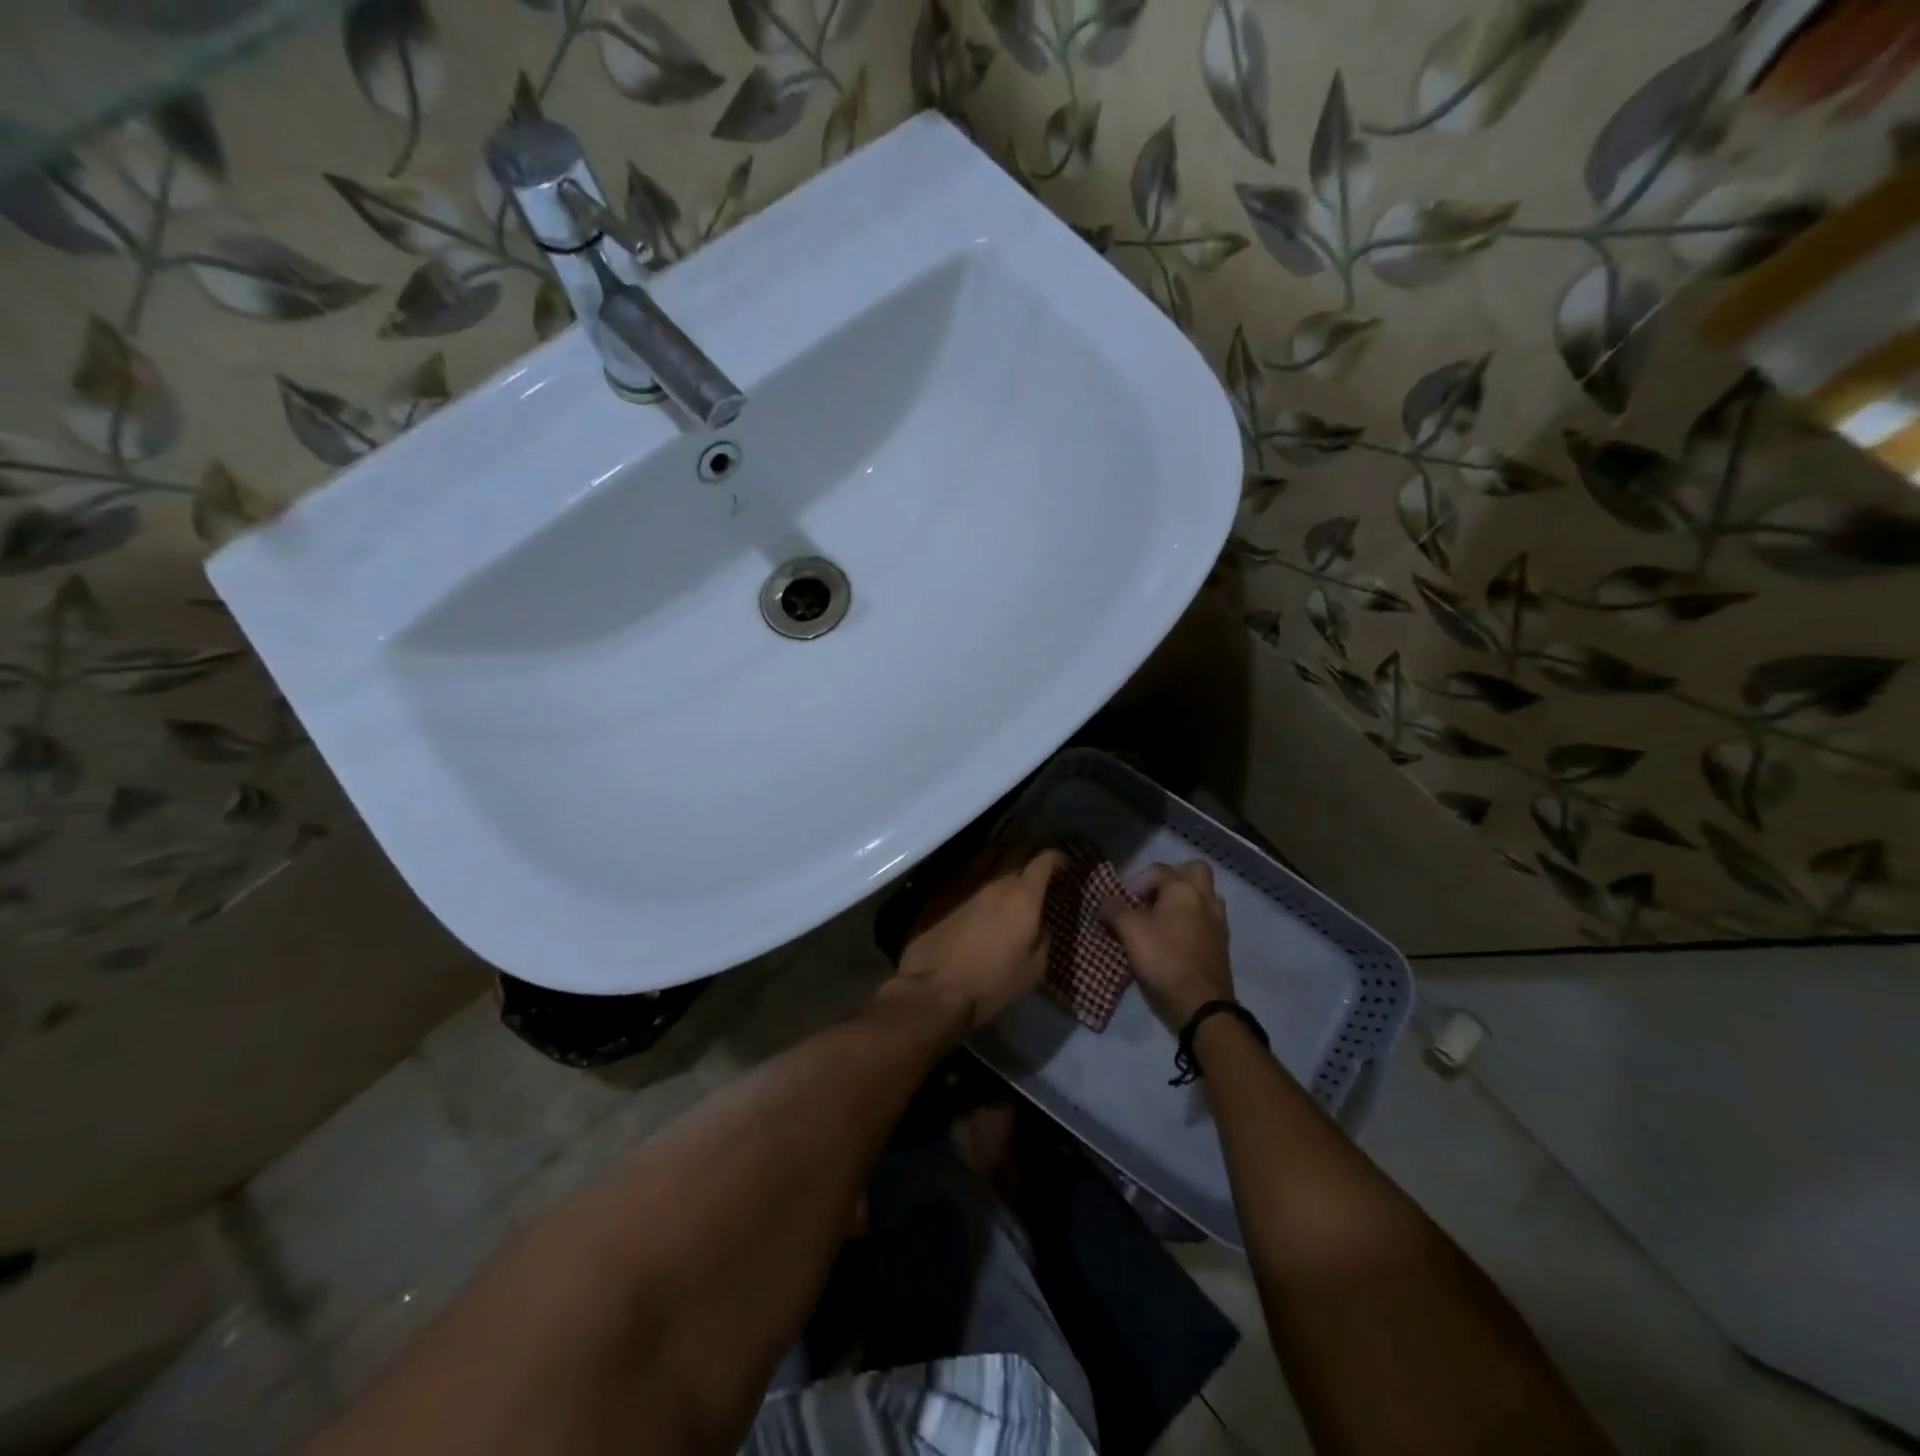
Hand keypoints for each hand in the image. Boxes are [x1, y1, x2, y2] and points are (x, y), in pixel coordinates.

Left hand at [897, 848, 1066, 1028]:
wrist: (934, 990)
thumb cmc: (992, 982)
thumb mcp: (1033, 969)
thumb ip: (1043, 940)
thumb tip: (1041, 927)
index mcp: (1022, 897)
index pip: (1044, 862)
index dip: (1058, 859)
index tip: (1067, 866)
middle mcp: (996, 887)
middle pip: (1019, 873)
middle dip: (1032, 882)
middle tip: (1042, 899)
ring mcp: (968, 895)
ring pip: (995, 887)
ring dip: (1007, 897)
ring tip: (1015, 916)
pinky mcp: (947, 908)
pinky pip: (976, 901)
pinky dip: (987, 909)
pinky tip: (987, 928)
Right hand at [1101, 860, 1233, 1030]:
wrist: (1201, 1005)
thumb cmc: (1164, 960)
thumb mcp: (1130, 932)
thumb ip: (1115, 910)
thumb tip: (1105, 901)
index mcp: (1184, 890)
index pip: (1157, 870)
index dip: (1135, 881)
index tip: (1121, 902)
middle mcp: (1206, 899)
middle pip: (1194, 871)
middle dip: (1172, 878)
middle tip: (1151, 897)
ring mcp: (1218, 922)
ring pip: (1204, 896)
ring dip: (1185, 901)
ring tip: (1162, 919)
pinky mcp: (1221, 945)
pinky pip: (1206, 920)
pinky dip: (1192, 922)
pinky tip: (1174, 939)